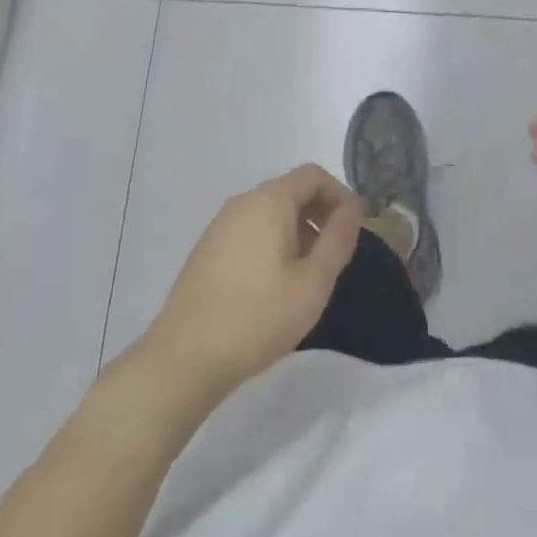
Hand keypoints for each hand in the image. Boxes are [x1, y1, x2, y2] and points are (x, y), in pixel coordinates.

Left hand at [141, 165, 362, 403]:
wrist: (183, 361)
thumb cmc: (257, 317)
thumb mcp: (313, 282)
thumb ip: (338, 239)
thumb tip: (352, 207)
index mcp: (269, 201)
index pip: (314, 175)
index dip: (340, 196)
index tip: (353, 230)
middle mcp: (242, 203)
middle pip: (291, 190)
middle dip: (319, 214)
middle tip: (333, 255)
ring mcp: (220, 226)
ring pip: (270, 212)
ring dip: (297, 230)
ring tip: (306, 274)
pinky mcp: (207, 250)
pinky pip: (251, 230)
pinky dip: (272, 242)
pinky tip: (274, 285)